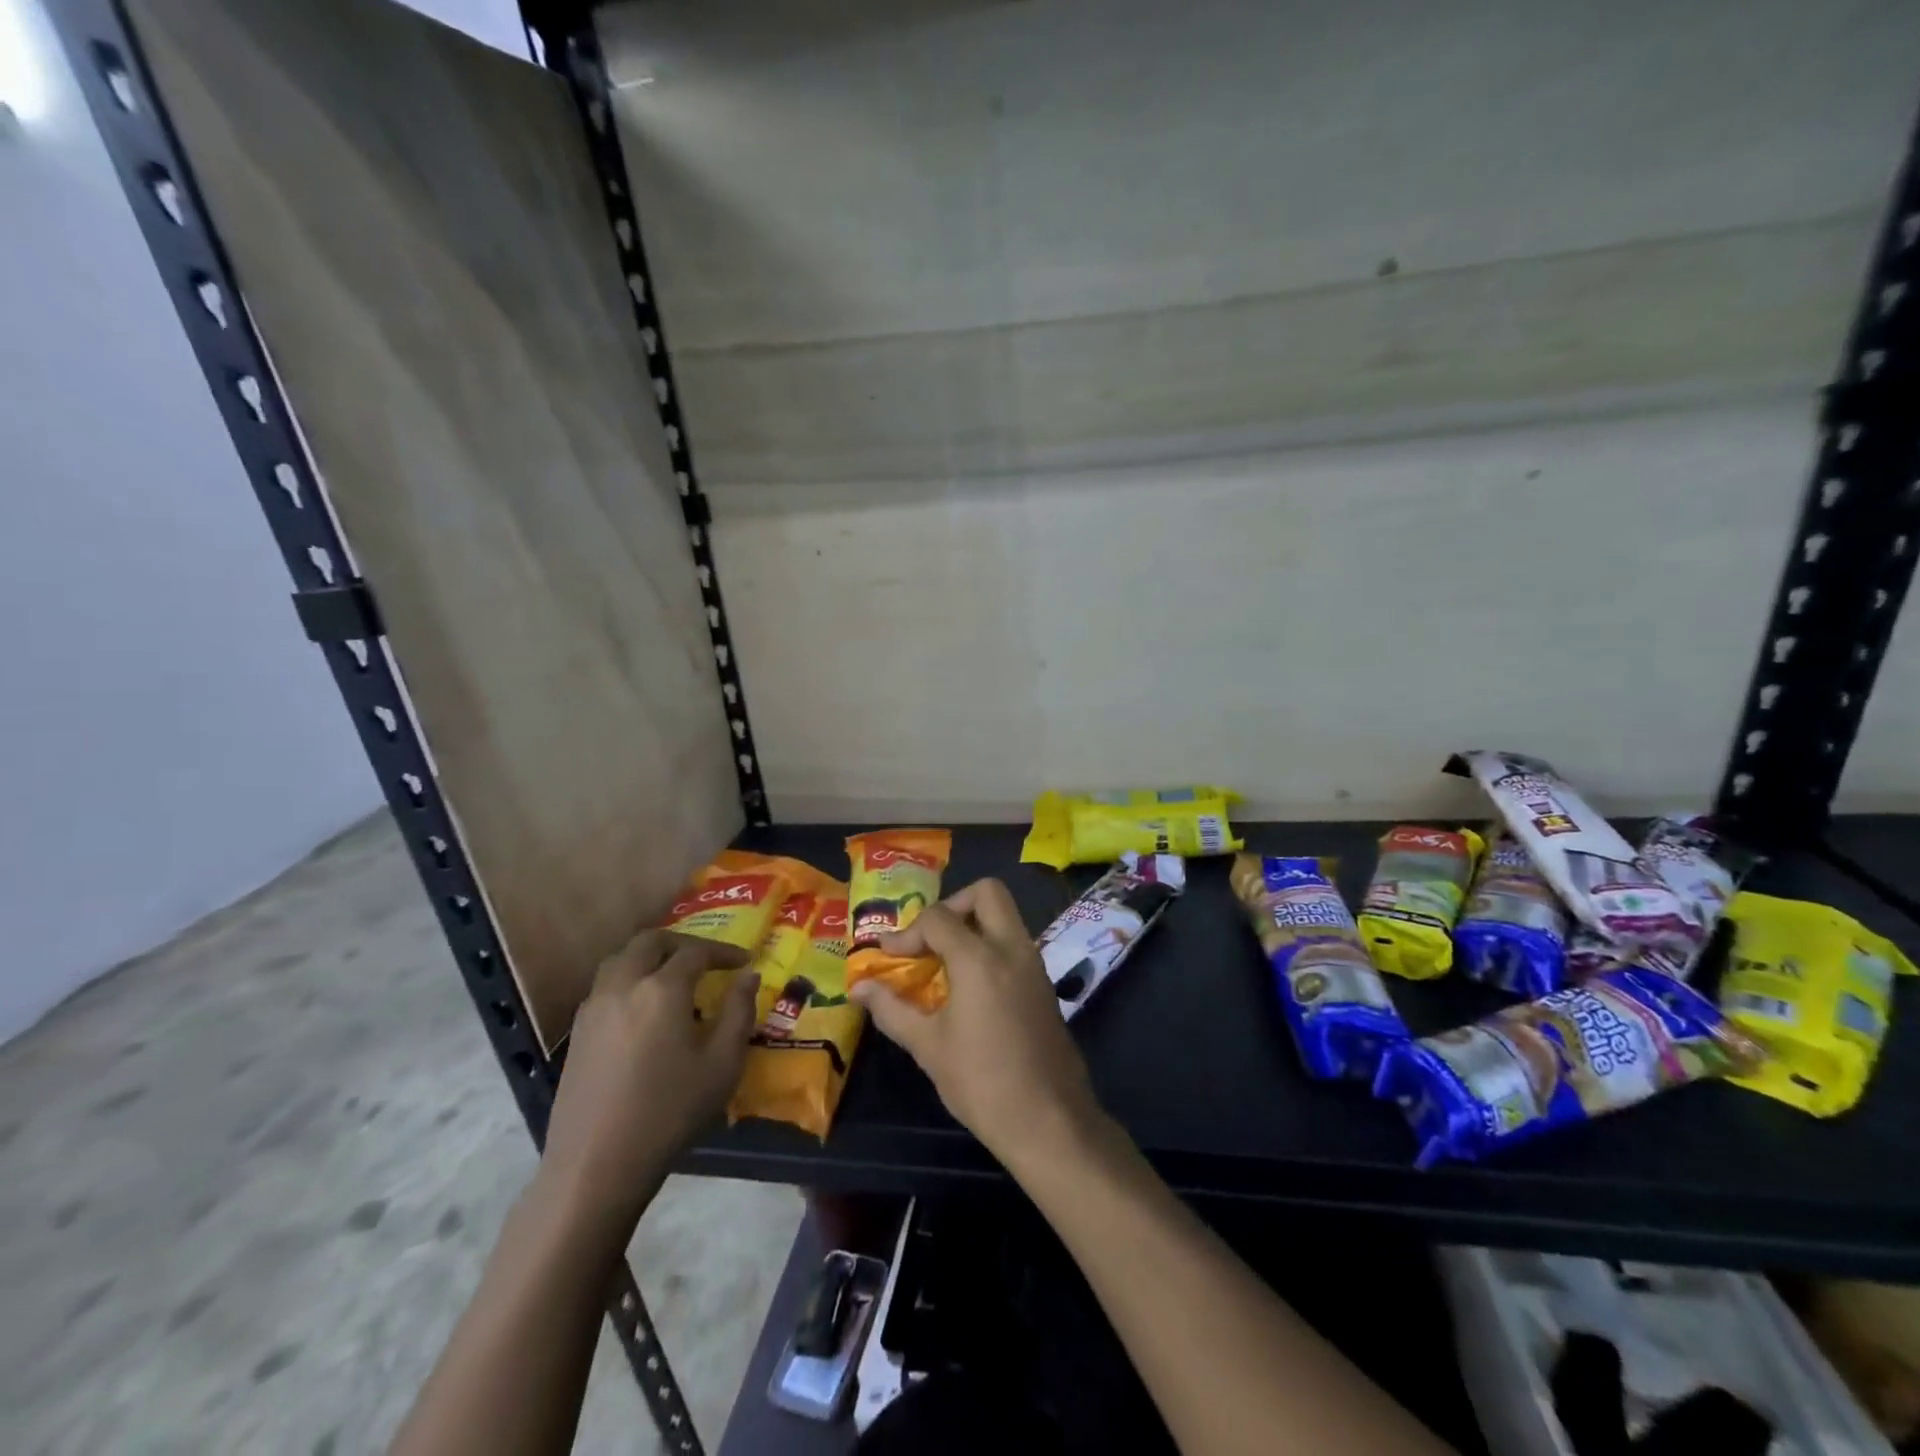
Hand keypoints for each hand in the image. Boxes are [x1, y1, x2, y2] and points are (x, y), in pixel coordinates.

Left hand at [542, 931, 755, 1224]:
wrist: (596, 1165)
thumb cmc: (670, 1112)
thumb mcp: (723, 1064)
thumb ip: (739, 1011)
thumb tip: (748, 977)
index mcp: (662, 989)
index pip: (696, 951)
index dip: (723, 952)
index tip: (744, 961)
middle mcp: (623, 986)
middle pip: (651, 942)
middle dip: (683, 943)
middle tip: (707, 959)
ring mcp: (594, 1008)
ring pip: (621, 959)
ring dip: (651, 957)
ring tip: (674, 976)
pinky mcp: (578, 1032)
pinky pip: (606, 985)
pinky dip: (630, 979)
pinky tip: (644, 1009)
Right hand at [853, 879, 1102, 1165]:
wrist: (1049, 1121)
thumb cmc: (981, 1082)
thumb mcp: (928, 1046)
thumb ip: (892, 1009)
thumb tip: (860, 988)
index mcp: (980, 958)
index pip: (938, 918)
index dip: (907, 933)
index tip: (888, 955)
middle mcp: (1012, 948)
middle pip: (987, 892)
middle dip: (953, 905)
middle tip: (930, 939)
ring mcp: (1035, 964)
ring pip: (1006, 916)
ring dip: (974, 925)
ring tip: (944, 962)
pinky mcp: (1045, 985)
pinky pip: (1015, 944)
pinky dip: (990, 947)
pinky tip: (970, 986)